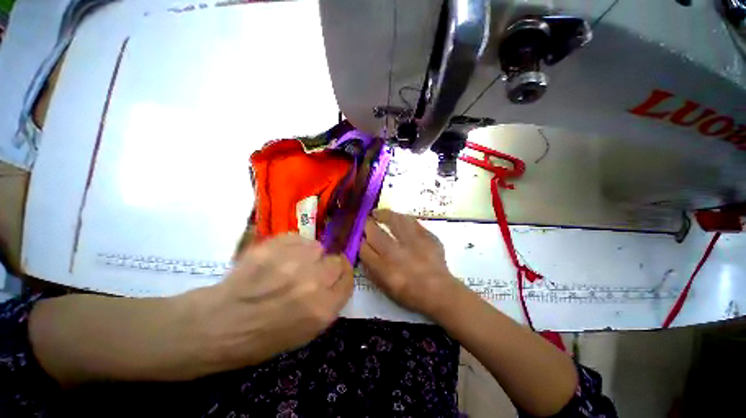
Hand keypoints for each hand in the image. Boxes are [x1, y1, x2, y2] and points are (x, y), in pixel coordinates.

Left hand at [192, 234, 352, 370]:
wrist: (215, 326)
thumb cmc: (260, 338)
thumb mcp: (305, 333)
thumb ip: (328, 304)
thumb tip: (336, 280)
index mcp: (322, 310)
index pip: (348, 280)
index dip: (343, 274)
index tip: (337, 273)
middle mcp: (313, 283)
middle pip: (337, 261)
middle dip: (327, 266)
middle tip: (312, 271)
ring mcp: (293, 262)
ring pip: (317, 247)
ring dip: (309, 255)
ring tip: (291, 265)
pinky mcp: (274, 247)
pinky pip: (298, 238)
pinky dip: (293, 246)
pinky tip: (279, 258)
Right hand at [359, 209, 463, 318]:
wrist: (439, 291)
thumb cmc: (410, 294)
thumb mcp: (385, 288)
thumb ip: (371, 268)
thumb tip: (363, 248)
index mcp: (384, 269)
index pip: (364, 248)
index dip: (359, 240)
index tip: (359, 236)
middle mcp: (396, 254)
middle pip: (375, 232)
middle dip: (367, 224)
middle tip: (366, 221)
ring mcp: (413, 243)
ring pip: (393, 221)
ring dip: (382, 214)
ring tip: (377, 212)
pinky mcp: (426, 236)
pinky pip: (411, 221)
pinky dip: (401, 217)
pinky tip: (397, 217)